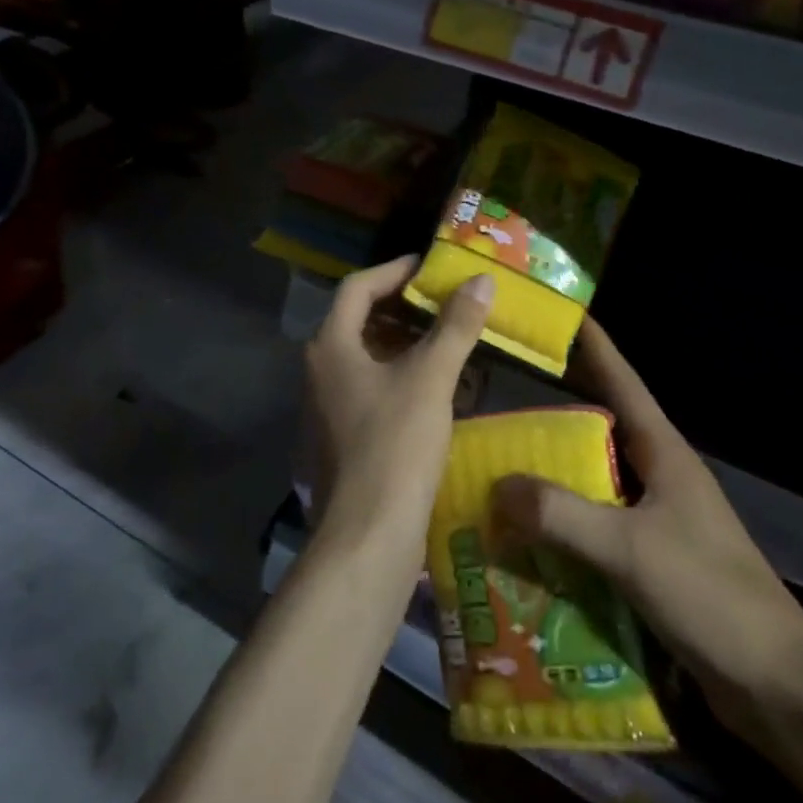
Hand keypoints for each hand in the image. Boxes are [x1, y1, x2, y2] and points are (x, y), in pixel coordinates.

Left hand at [305, 256, 493, 558]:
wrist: (368, 535)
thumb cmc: (394, 445)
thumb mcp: (430, 378)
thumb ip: (455, 326)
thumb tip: (481, 281)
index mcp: (331, 347)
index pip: (358, 288)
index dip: (394, 271)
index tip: (430, 267)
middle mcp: (321, 371)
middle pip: (361, 321)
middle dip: (405, 309)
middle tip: (446, 302)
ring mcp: (329, 407)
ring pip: (370, 358)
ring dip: (408, 345)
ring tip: (450, 340)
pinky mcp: (344, 438)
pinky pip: (374, 390)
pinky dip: (405, 379)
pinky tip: (441, 389)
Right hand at [492, 318, 802, 738]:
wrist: (777, 686)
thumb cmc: (710, 595)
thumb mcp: (629, 549)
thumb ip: (562, 515)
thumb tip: (498, 486)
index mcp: (664, 456)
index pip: (624, 384)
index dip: (596, 348)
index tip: (564, 315)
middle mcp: (660, 479)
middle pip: (600, 433)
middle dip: (555, 418)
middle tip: (501, 407)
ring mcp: (659, 523)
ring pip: (595, 486)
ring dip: (554, 483)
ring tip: (500, 476)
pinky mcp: (654, 564)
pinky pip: (597, 533)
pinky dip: (565, 532)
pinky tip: (528, 544)